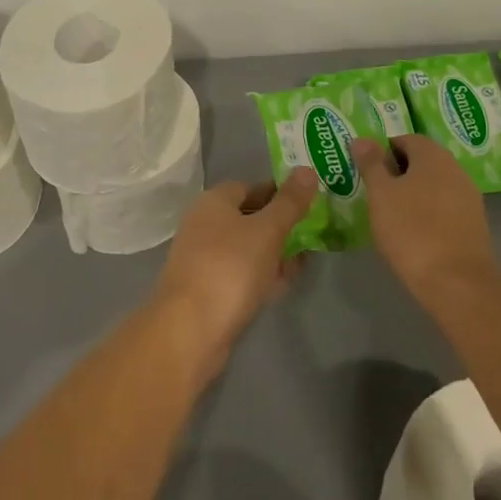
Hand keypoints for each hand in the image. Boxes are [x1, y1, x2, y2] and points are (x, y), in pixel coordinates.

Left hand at [150, 170, 317, 379]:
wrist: (190, 330)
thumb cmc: (230, 268)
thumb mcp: (268, 231)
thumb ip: (290, 202)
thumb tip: (307, 169)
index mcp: (214, 201)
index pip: (250, 186)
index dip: (278, 193)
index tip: (307, 205)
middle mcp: (204, 223)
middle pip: (248, 217)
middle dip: (279, 226)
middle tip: (310, 237)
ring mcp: (203, 258)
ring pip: (245, 248)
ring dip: (272, 253)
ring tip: (302, 263)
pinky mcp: (206, 289)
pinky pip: (239, 274)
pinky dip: (260, 276)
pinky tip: (281, 286)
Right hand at [352, 135, 497, 303]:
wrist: (457, 283)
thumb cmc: (411, 230)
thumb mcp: (380, 194)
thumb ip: (370, 163)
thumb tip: (361, 138)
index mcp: (432, 155)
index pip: (405, 139)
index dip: (383, 152)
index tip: (367, 172)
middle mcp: (455, 169)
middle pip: (421, 162)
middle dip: (398, 173)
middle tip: (375, 193)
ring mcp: (469, 198)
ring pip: (434, 186)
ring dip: (414, 194)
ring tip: (392, 215)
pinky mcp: (475, 225)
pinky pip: (445, 208)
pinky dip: (429, 214)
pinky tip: (415, 234)